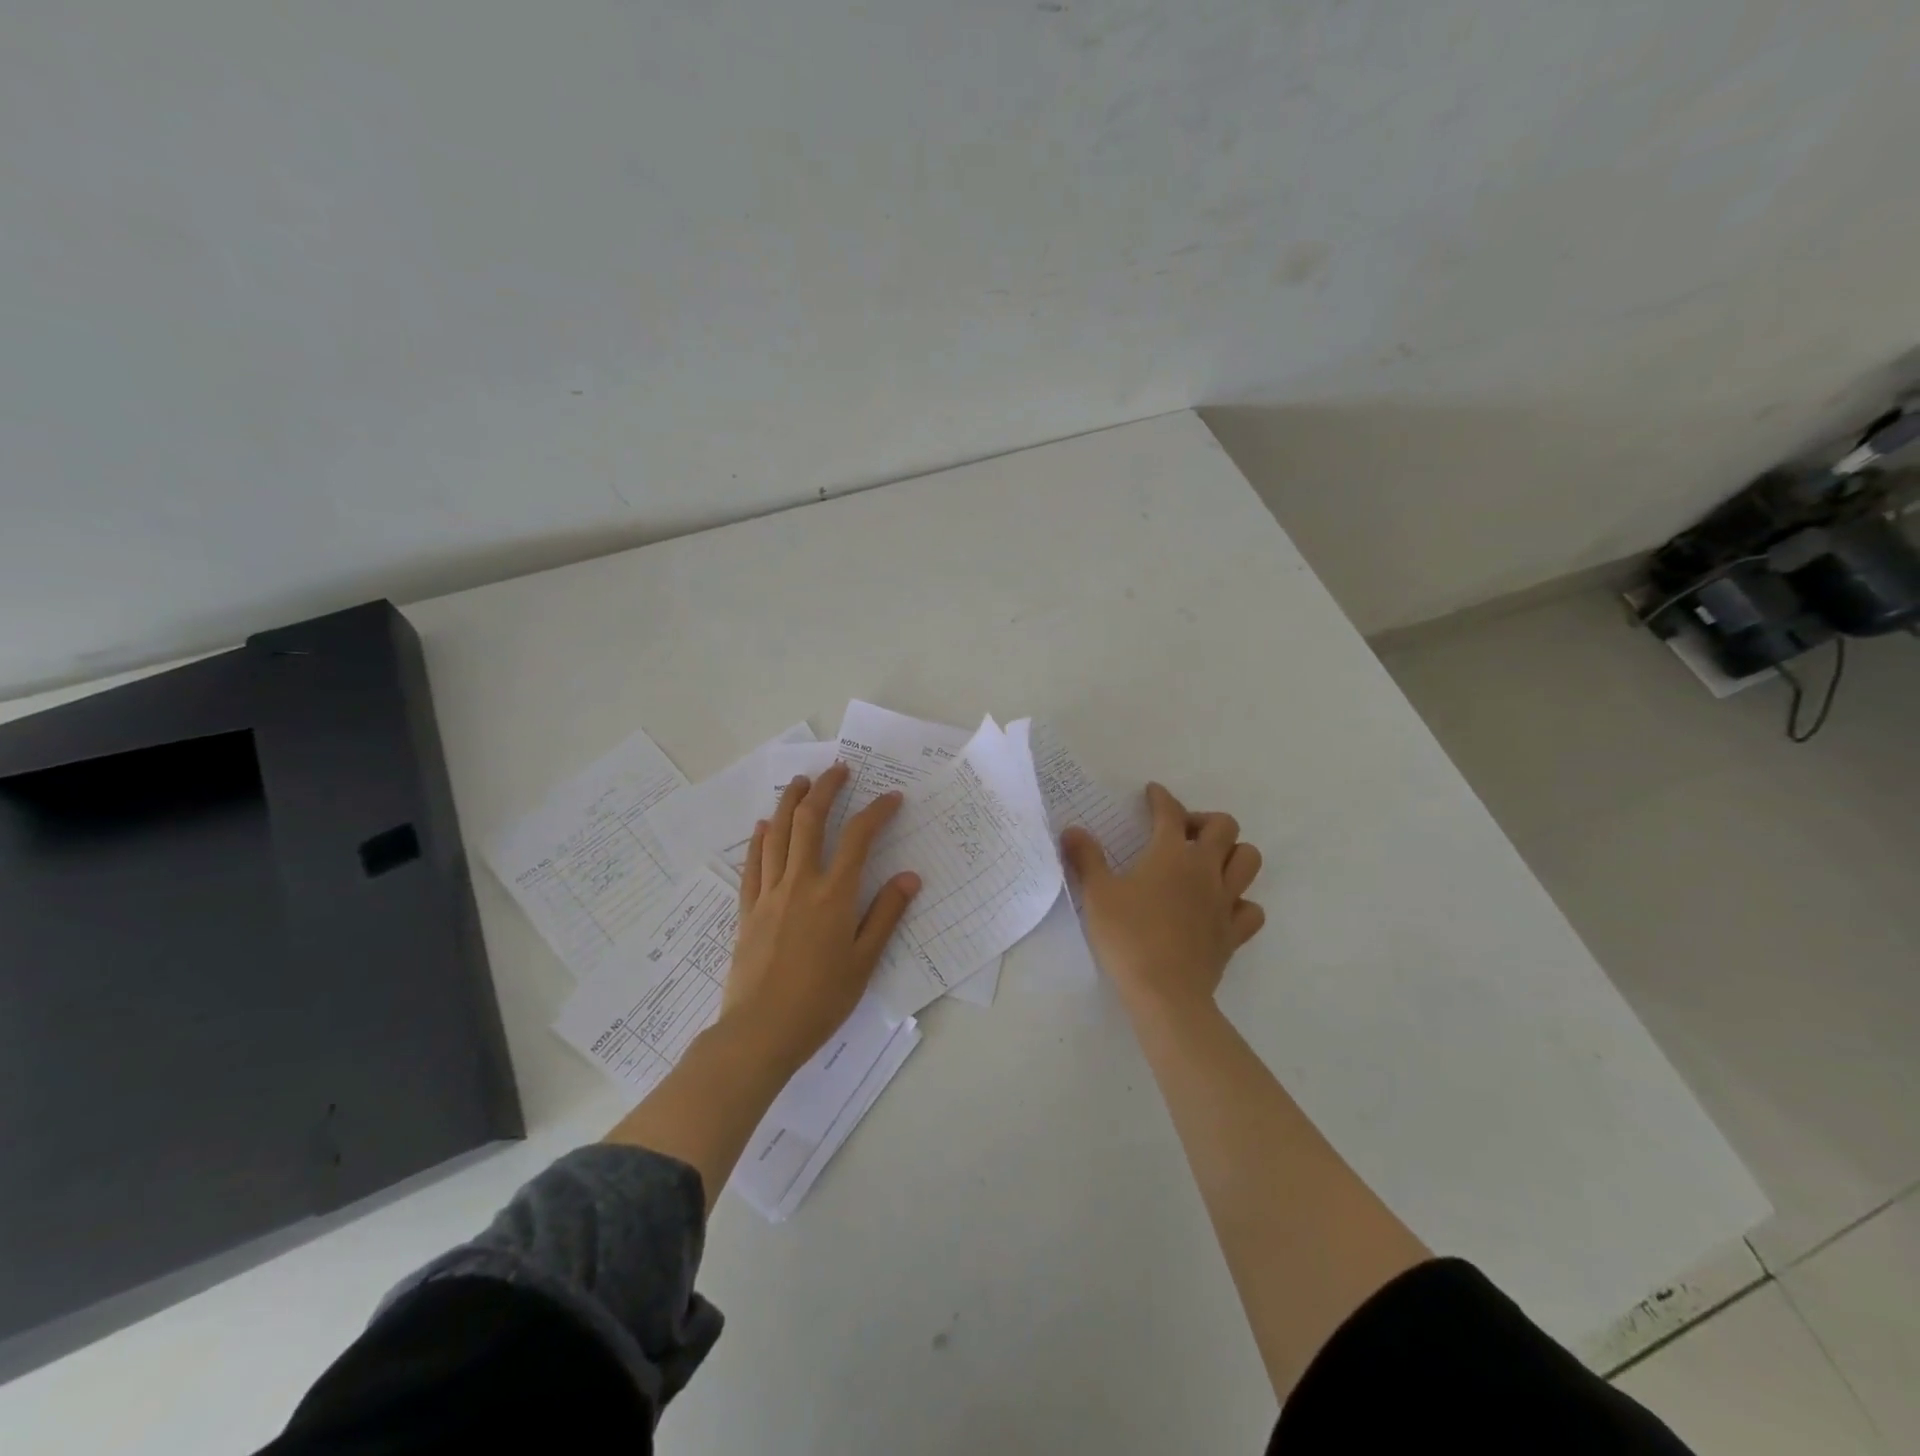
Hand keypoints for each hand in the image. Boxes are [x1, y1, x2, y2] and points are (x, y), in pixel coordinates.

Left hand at [722, 762, 921, 1071]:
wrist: (761, 1031)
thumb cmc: (821, 1000)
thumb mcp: (865, 961)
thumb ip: (886, 914)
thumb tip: (909, 877)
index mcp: (834, 895)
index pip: (859, 837)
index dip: (877, 811)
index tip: (891, 798)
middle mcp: (800, 883)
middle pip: (811, 821)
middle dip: (826, 789)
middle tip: (839, 769)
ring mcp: (769, 894)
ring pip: (778, 834)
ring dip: (790, 801)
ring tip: (801, 781)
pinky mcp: (748, 909)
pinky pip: (753, 864)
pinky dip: (759, 839)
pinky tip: (763, 826)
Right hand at [1061, 782, 1264, 1016]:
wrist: (1165, 992)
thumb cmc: (1127, 937)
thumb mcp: (1097, 894)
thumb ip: (1086, 858)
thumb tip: (1072, 830)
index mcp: (1171, 854)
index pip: (1170, 813)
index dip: (1161, 798)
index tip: (1152, 793)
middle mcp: (1205, 870)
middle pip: (1225, 827)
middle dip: (1204, 821)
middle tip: (1181, 833)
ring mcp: (1225, 901)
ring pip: (1249, 860)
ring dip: (1232, 853)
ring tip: (1208, 863)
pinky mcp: (1233, 933)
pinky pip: (1251, 908)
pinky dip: (1241, 901)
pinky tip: (1222, 907)